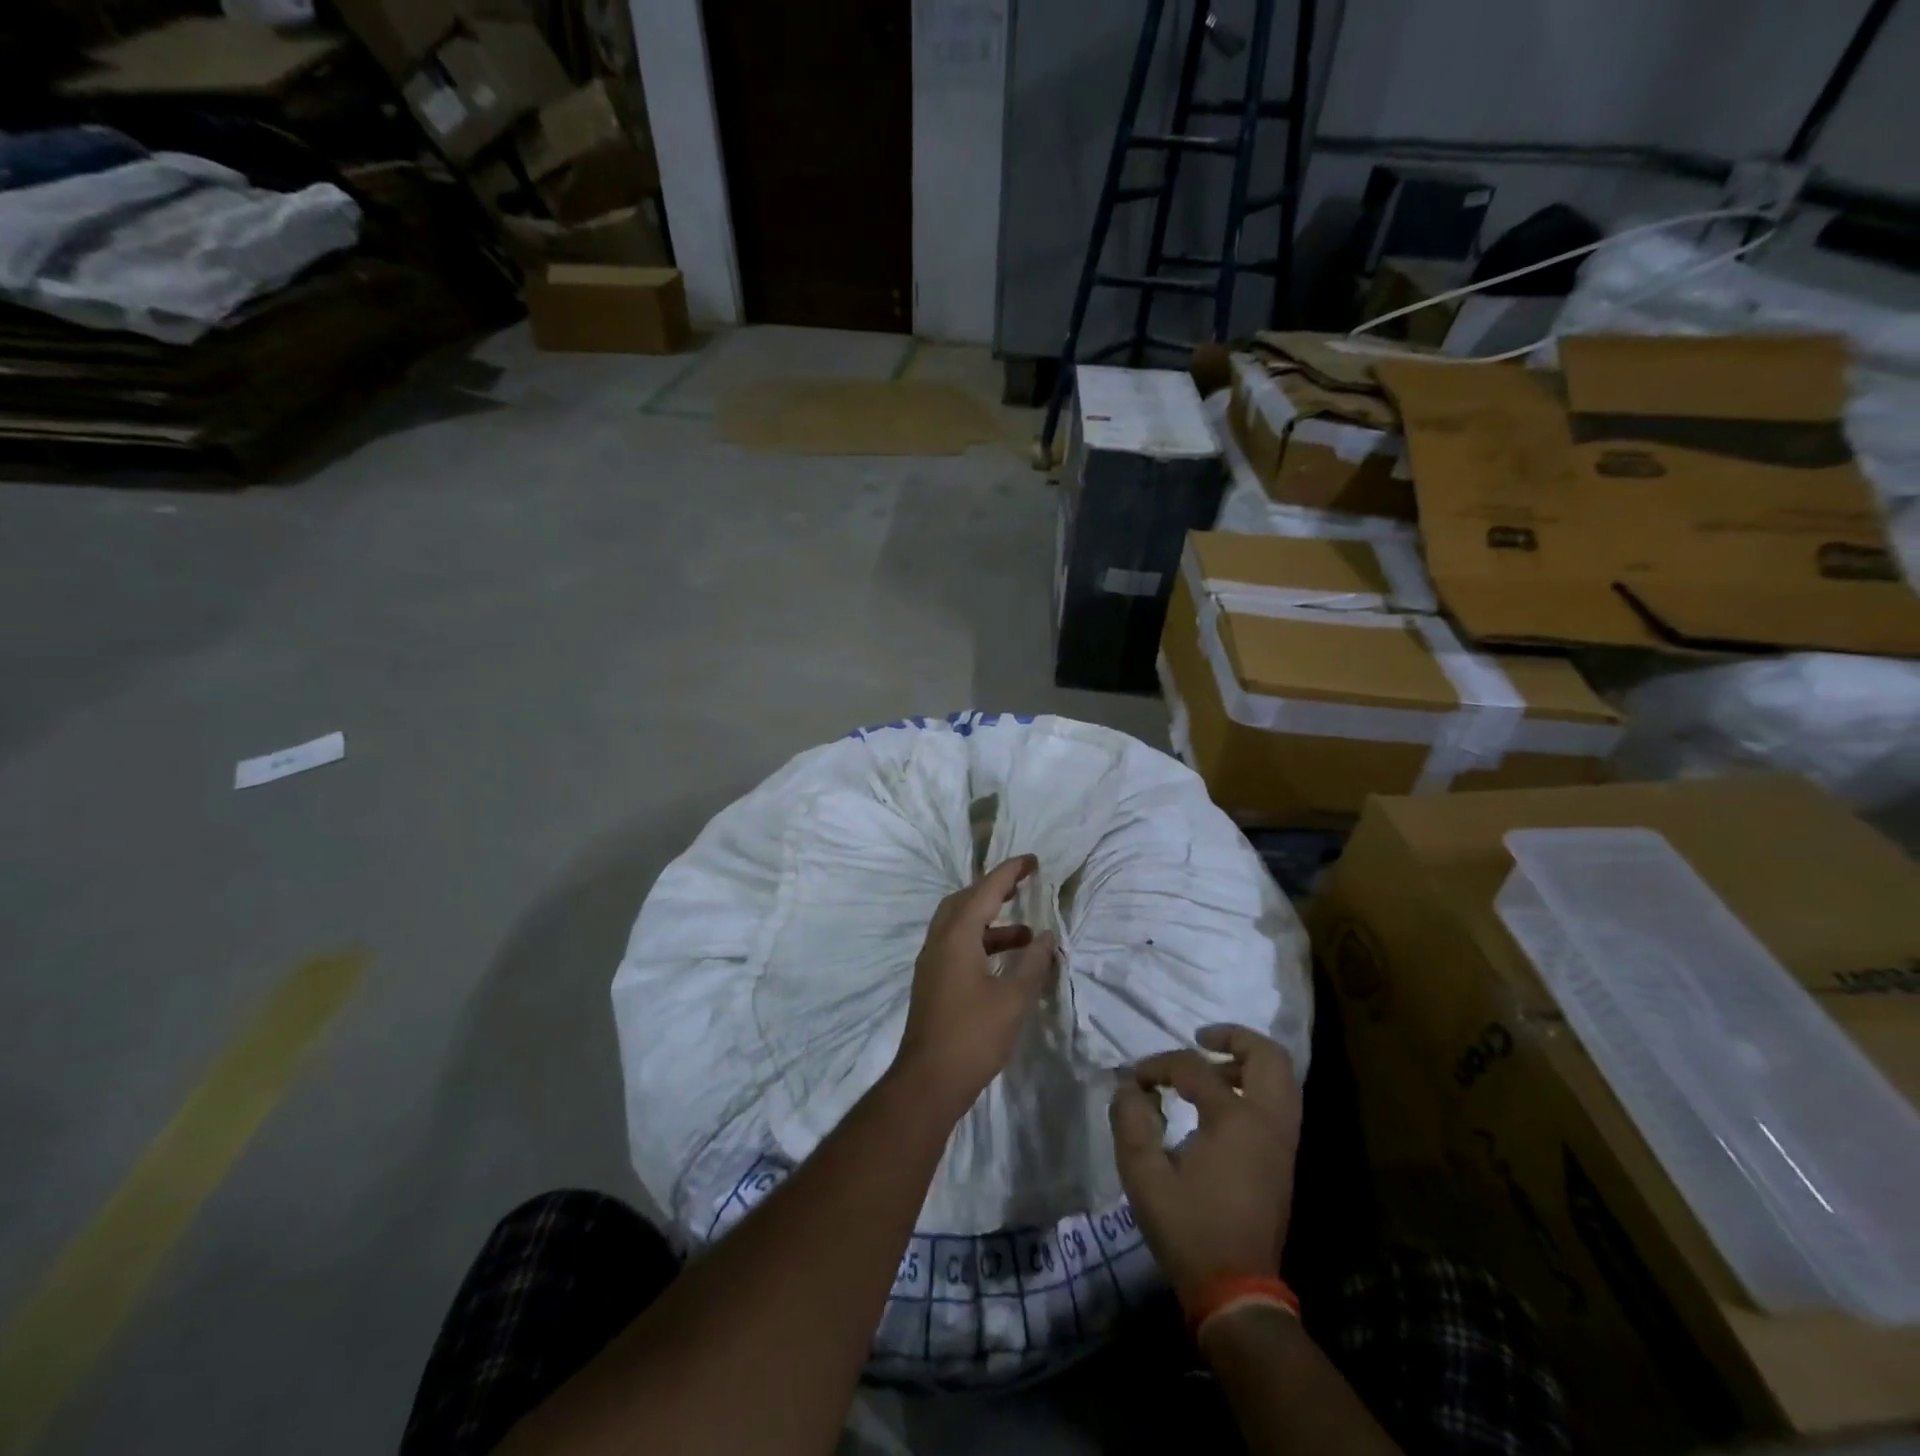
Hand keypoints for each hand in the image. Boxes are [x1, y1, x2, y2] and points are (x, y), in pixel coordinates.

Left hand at [893, 854, 1057, 1120]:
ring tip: (1026, 935)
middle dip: (994, 891)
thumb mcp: (1014, 998)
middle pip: (965, 901)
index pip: (985, 891)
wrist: (928, 1080)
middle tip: (1022, 888)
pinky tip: (1004, 962)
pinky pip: (957, 945)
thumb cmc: (974, 1035)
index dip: (1009, 873)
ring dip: (991, 922)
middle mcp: (939, 941)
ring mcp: (932, 962)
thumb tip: (1046, 936)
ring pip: (960, 925)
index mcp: (957, 936)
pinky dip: (981, 942)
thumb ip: (1033, 963)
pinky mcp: (933, 982)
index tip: (1032, 861)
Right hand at [1108, 1025, 1301, 1302]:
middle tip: (1200, 1038)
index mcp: (1236, 1120)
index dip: (1158, 1065)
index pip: (1194, 1068)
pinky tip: (1221, 1100)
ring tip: (1210, 1067)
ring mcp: (1283, 1142)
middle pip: (1268, 1056)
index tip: (1134, 1079)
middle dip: (1234, 1037)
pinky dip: (1255, 1085)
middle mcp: (1268, 1122)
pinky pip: (1280, 1102)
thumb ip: (1131, 1121)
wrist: (1237, 1292)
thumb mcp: (1143, 1176)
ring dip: (1248, 1061)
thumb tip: (1129, 1087)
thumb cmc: (1188, 1230)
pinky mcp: (1284, 1159)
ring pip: (1282, 1078)